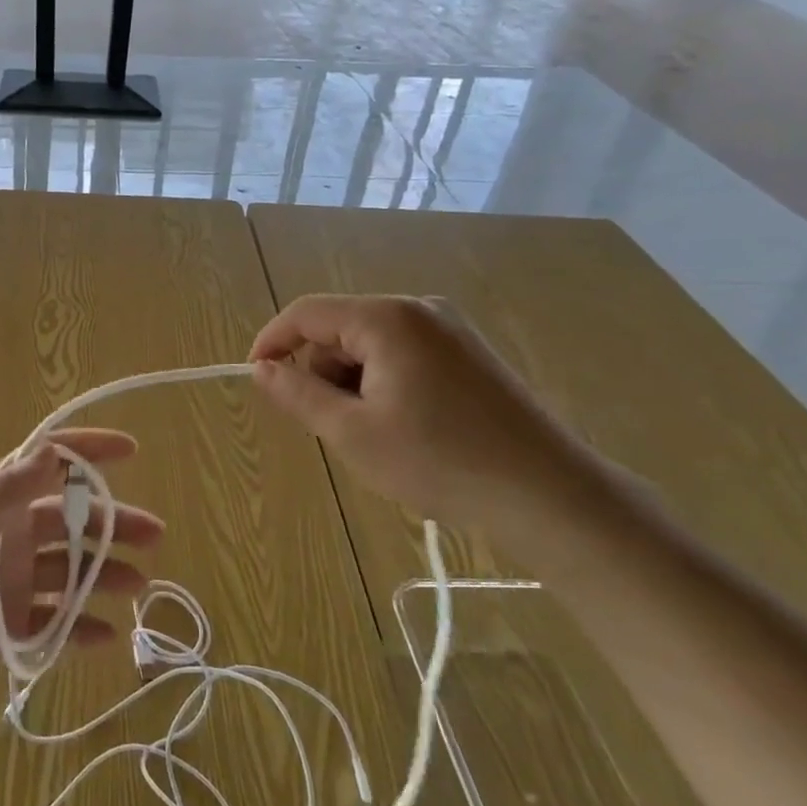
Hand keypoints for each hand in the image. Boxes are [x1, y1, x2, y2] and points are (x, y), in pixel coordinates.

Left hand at [0, 429, 162, 712]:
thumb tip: (53, 450)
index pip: (47, 464)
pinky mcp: (9, 629)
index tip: (130, 450)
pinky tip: (107, 634)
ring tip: (138, 585)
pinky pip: (55, 624)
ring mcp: (10, 583)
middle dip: (111, 523)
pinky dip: (81, 628)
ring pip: (70, 572)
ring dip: (104, 574)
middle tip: (153, 535)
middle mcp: (7, 535)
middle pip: (71, 521)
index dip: (87, 451)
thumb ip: (8, 490)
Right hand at [250, 294, 608, 535]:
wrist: (552, 496)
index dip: (272, 341)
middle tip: (331, 426)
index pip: (306, 313)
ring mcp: (449, 329)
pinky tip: (404, 426)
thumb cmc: (441, 462)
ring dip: (353, 382)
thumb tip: (262, 369)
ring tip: (373, 434)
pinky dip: (384, 383)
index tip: (255, 377)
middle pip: (339, 328)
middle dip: (321, 371)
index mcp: (387, 318)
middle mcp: (418, 309)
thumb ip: (298, 394)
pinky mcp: (469, 353)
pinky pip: (402, 354)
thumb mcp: (353, 433)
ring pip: (370, 344)